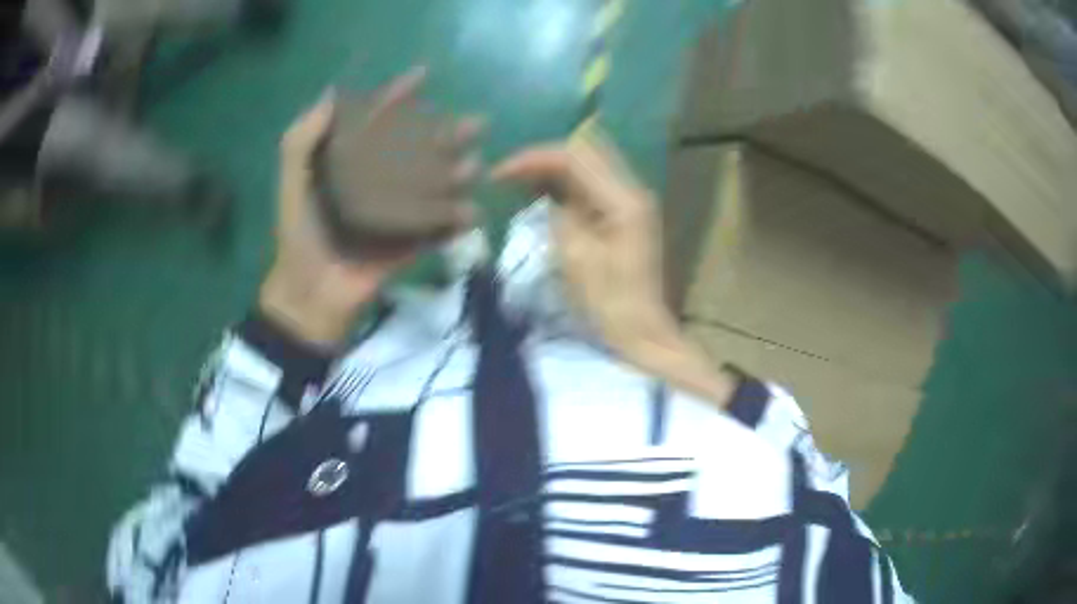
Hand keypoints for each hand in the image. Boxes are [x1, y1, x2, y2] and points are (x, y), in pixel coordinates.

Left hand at [260, 67, 479, 345]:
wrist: (309, 292)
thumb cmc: (298, 233)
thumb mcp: (292, 181)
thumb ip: (302, 139)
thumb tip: (332, 92)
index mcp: (350, 163)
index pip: (378, 121)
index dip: (398, 97)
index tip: (422, 75)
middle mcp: (378, 181)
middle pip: (417, 149)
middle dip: (447, 133)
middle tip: (476, 122)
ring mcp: (396, 214)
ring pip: (434, 186)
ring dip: (458, 174)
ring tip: (475, 164)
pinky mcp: (408, 244)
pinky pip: (436, 230)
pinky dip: (454, 222)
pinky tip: (472, 211)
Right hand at [491, 134, 736, 406]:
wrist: (639, 334)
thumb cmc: (607, 303)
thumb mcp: (575, 257)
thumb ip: (558, 213)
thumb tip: (542, 192)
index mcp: (623, 200)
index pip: (574, 157)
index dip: (533, 159)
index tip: (498, 173)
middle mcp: (631, 191)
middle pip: (584, 153)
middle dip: (542, 158)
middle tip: (507, 174)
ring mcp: (630, 202)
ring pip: (587, 166)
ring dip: (552, 170)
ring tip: (517, 182)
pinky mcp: (623, 216)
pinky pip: (590, 186)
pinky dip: (563, 186)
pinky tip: (540, 196)